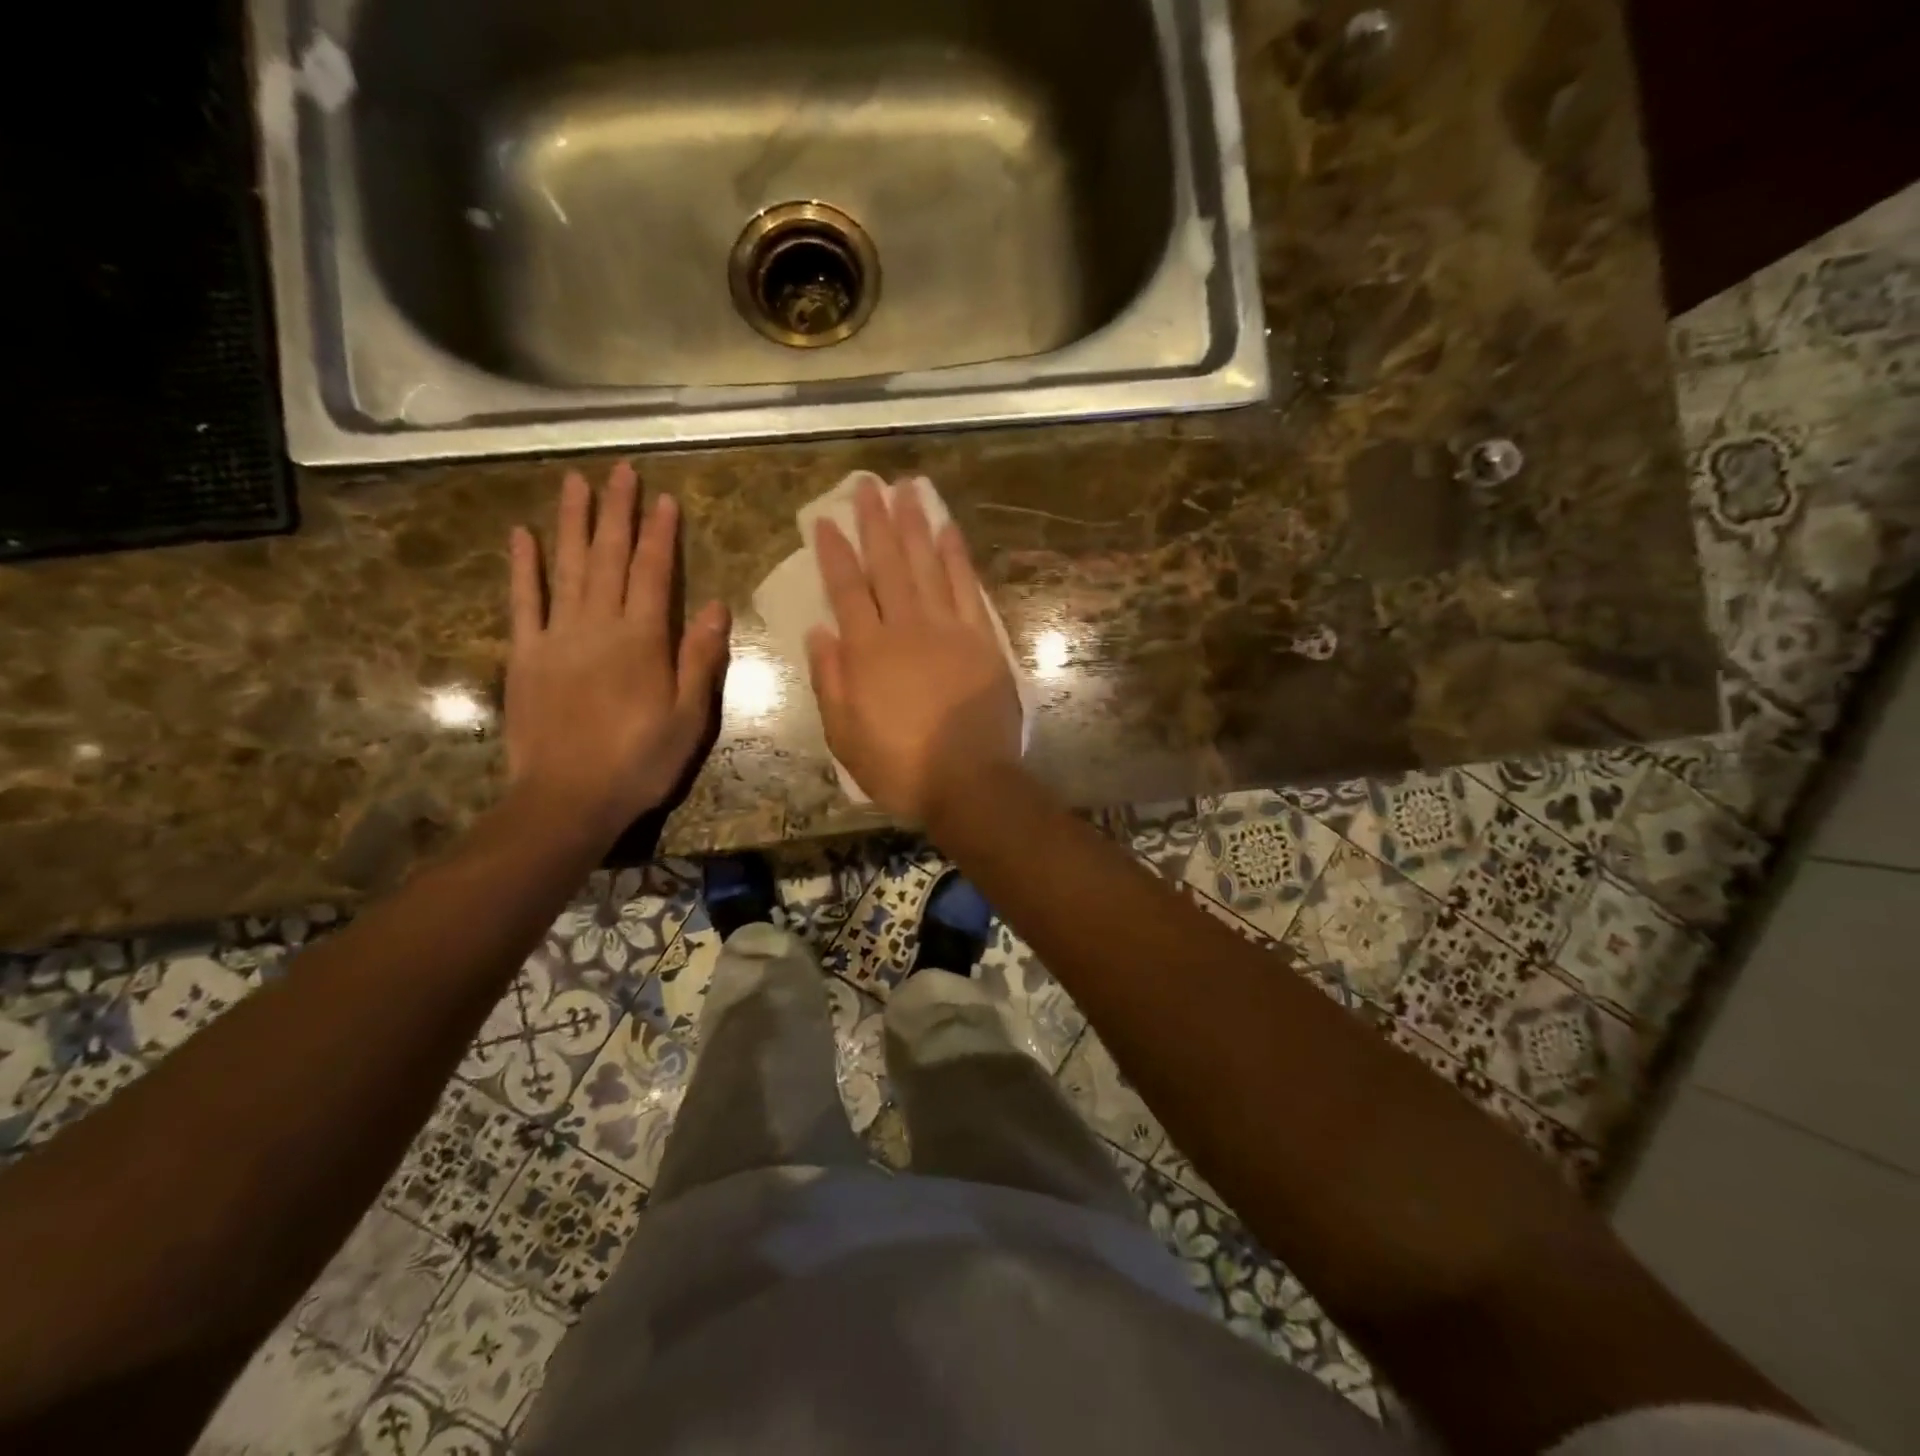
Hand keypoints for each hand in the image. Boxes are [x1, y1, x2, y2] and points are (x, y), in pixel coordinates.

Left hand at [505, 463, 729, 839]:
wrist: (568, 799)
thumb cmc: (640, 762)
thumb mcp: (689, 718)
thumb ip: (700, 659)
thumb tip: (714, 605)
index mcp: (643, 641)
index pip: (653, 573)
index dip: (660, 534)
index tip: (663, 497)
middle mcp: (599, 626)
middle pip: (609, 558)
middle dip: (616, 512)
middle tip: (619, 469)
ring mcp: (557, 637)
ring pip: (566, 568)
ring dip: (572, 523)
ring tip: (575, 483)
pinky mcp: (526, 655)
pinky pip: (523, 602)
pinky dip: (523, 567)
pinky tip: (522, 535)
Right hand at [806, 477, 1021, 821]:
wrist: (969, 781)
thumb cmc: (900, 765)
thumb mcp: (845, 735)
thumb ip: (829, 680)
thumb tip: (817, 631)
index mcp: (866, 652)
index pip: (845, 589)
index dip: (834, 552)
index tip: (825, 519)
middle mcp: (905, 628)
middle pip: (887, 564)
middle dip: (875, 522)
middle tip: (868, 484)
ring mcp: (948, 629)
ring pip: (927, 565)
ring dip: (915, 525)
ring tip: (907, 489)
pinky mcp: (982, 639)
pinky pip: (967, 587)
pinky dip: (957, 556)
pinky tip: (948, 530)